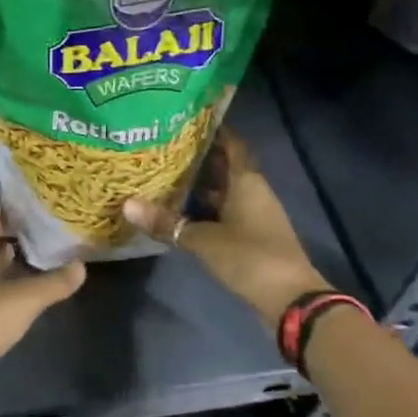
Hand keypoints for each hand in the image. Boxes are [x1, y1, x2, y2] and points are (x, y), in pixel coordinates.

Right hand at [124, 131, 329, 326]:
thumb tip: (126, 205)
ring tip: (165, 174)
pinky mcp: (251, 235)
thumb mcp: (203, 239)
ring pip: (223, 190)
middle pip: (225, 166)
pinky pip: (225, 211)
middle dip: (199, 156)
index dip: (213, 129)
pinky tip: (181, 210)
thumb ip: (167, 223)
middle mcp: (252, 191)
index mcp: (246, 181)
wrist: (291, 299)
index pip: (231, 143)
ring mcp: (254, 214)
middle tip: (164, 146)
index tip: (187, 117)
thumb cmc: (250, 256)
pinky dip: (205, 208)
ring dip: (200, 184)